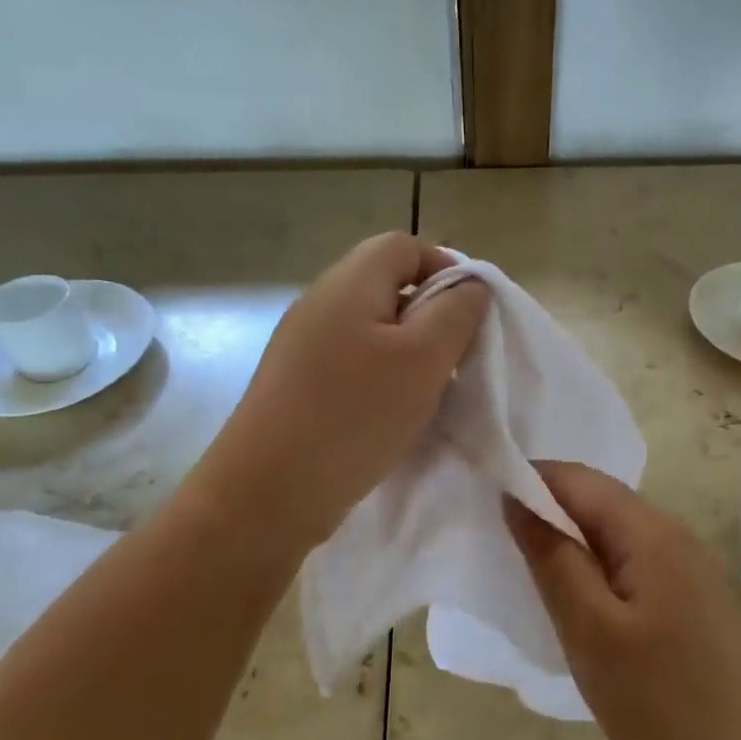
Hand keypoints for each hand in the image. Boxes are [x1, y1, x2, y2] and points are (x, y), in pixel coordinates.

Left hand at [206, 232, 488, 550]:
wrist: (268, 493)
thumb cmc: (355, 415)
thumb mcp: (424, 358)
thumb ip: (457, 312)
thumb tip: (470, 286)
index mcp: (348, 283)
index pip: (405, 246)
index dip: (446, 268)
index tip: (472, 315)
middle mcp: (320, 302)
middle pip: (389, 284)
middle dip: (432, 314)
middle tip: (455, 357)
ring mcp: (303, 344)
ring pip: (374, 327)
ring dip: (410, 350)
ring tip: (429, 390)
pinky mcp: (298, 382)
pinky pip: (353, 361)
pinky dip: (383, 376)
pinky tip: (394, 413)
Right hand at [505, 462, 740, 739]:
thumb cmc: (651, 699)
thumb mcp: (587, 628)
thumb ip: (552, 556)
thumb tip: (518, 499)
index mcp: (651, 531)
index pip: (580, 480)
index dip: (533, 481)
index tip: (491, 502)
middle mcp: (676, 532)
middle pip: (602, 498)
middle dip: (551, 507)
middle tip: (506, 538)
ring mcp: (691, 563)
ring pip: (619, 527)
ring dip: (575, 535)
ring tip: (536, 564)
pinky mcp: (694, 592)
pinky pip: (637, 555)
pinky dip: (601, 560)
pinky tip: (583, 592)